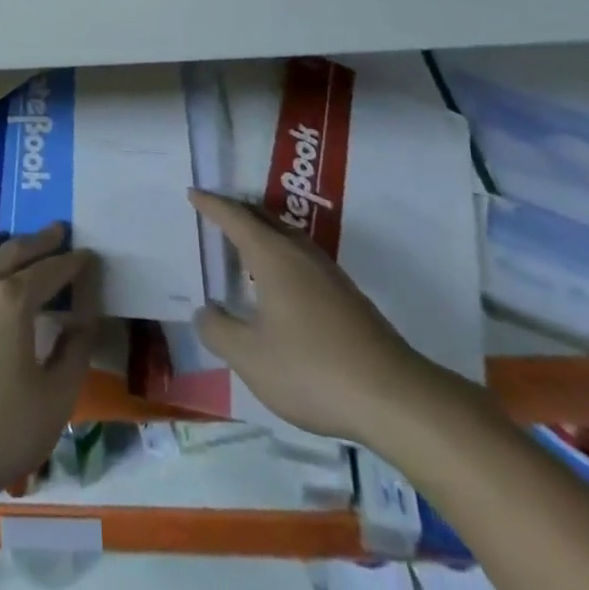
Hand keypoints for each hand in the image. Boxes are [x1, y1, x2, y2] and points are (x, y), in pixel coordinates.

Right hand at [189, 189, 442, 442]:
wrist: (395, 397)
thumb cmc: (313, 370)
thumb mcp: (251, 358)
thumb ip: (219, 331)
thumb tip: (204, 311)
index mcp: (272, 256)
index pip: (235, 218)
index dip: (212, 205)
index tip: (193, 192)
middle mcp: (300, 253)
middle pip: (264, 218)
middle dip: (237, 210)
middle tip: (215, 210)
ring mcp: (328, 273)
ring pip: (287, 236)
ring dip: (262, 231)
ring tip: (243, 242)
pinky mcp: (347, 296)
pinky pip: (302, 257)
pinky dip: (280, 253)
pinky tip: (279, 283)